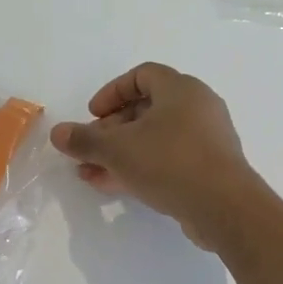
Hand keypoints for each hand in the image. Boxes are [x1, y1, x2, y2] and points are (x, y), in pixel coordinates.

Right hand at [50, 63, 261, 248]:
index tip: (92, 115)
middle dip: (111, 130)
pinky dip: (141, 167)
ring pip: (155, 138)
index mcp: (180, 89)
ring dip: (121, 153)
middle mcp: (197, 107)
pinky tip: (115, 186)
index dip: (112, 92)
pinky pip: (169, 159)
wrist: (225, 208)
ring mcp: (206, 139)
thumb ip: (85, 140)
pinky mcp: (209, 168)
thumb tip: (57, 133)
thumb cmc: (170, 163)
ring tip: (90, 173)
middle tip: (89, 149)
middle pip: (146, 109)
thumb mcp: (118, 150)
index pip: (142, 75)